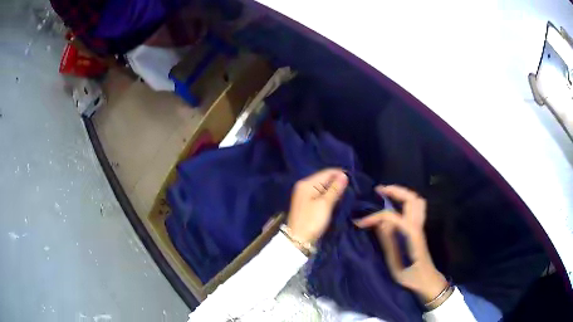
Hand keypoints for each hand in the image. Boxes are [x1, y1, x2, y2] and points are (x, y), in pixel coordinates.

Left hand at [287, 169, 348, 245]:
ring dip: (334, 189)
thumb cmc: (312, 221)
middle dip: (337, 182)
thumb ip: (335, 189)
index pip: (327, 172)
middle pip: (325, 178)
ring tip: (347, 193)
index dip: (340, 174)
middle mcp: (304, 185)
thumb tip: (344, 175)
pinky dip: (328, 195)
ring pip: (323, 187)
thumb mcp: (325, 204)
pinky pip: (320, 193)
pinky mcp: (307, 202)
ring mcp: (305, 194)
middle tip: (352, 187)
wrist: (298, 239)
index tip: (354, 180)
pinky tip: (337, 199)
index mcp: (307, 183)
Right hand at [355, 185, 447, 302]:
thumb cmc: (410, 275)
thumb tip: (379, 222)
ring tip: (387, 195)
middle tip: (379, 191)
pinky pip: (416, 208)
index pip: (391, 216)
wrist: (426, 280)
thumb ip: (388, 241)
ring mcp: (420, 226)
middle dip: (395, 191)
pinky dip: (406, 202)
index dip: (375, 216)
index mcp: (411, 233)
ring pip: (416, 201)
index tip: (360, 222)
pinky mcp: (419, 230)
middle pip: (412, 198)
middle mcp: (417, 226)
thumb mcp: (395, 263)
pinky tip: (396, 207)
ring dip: (402, 194)